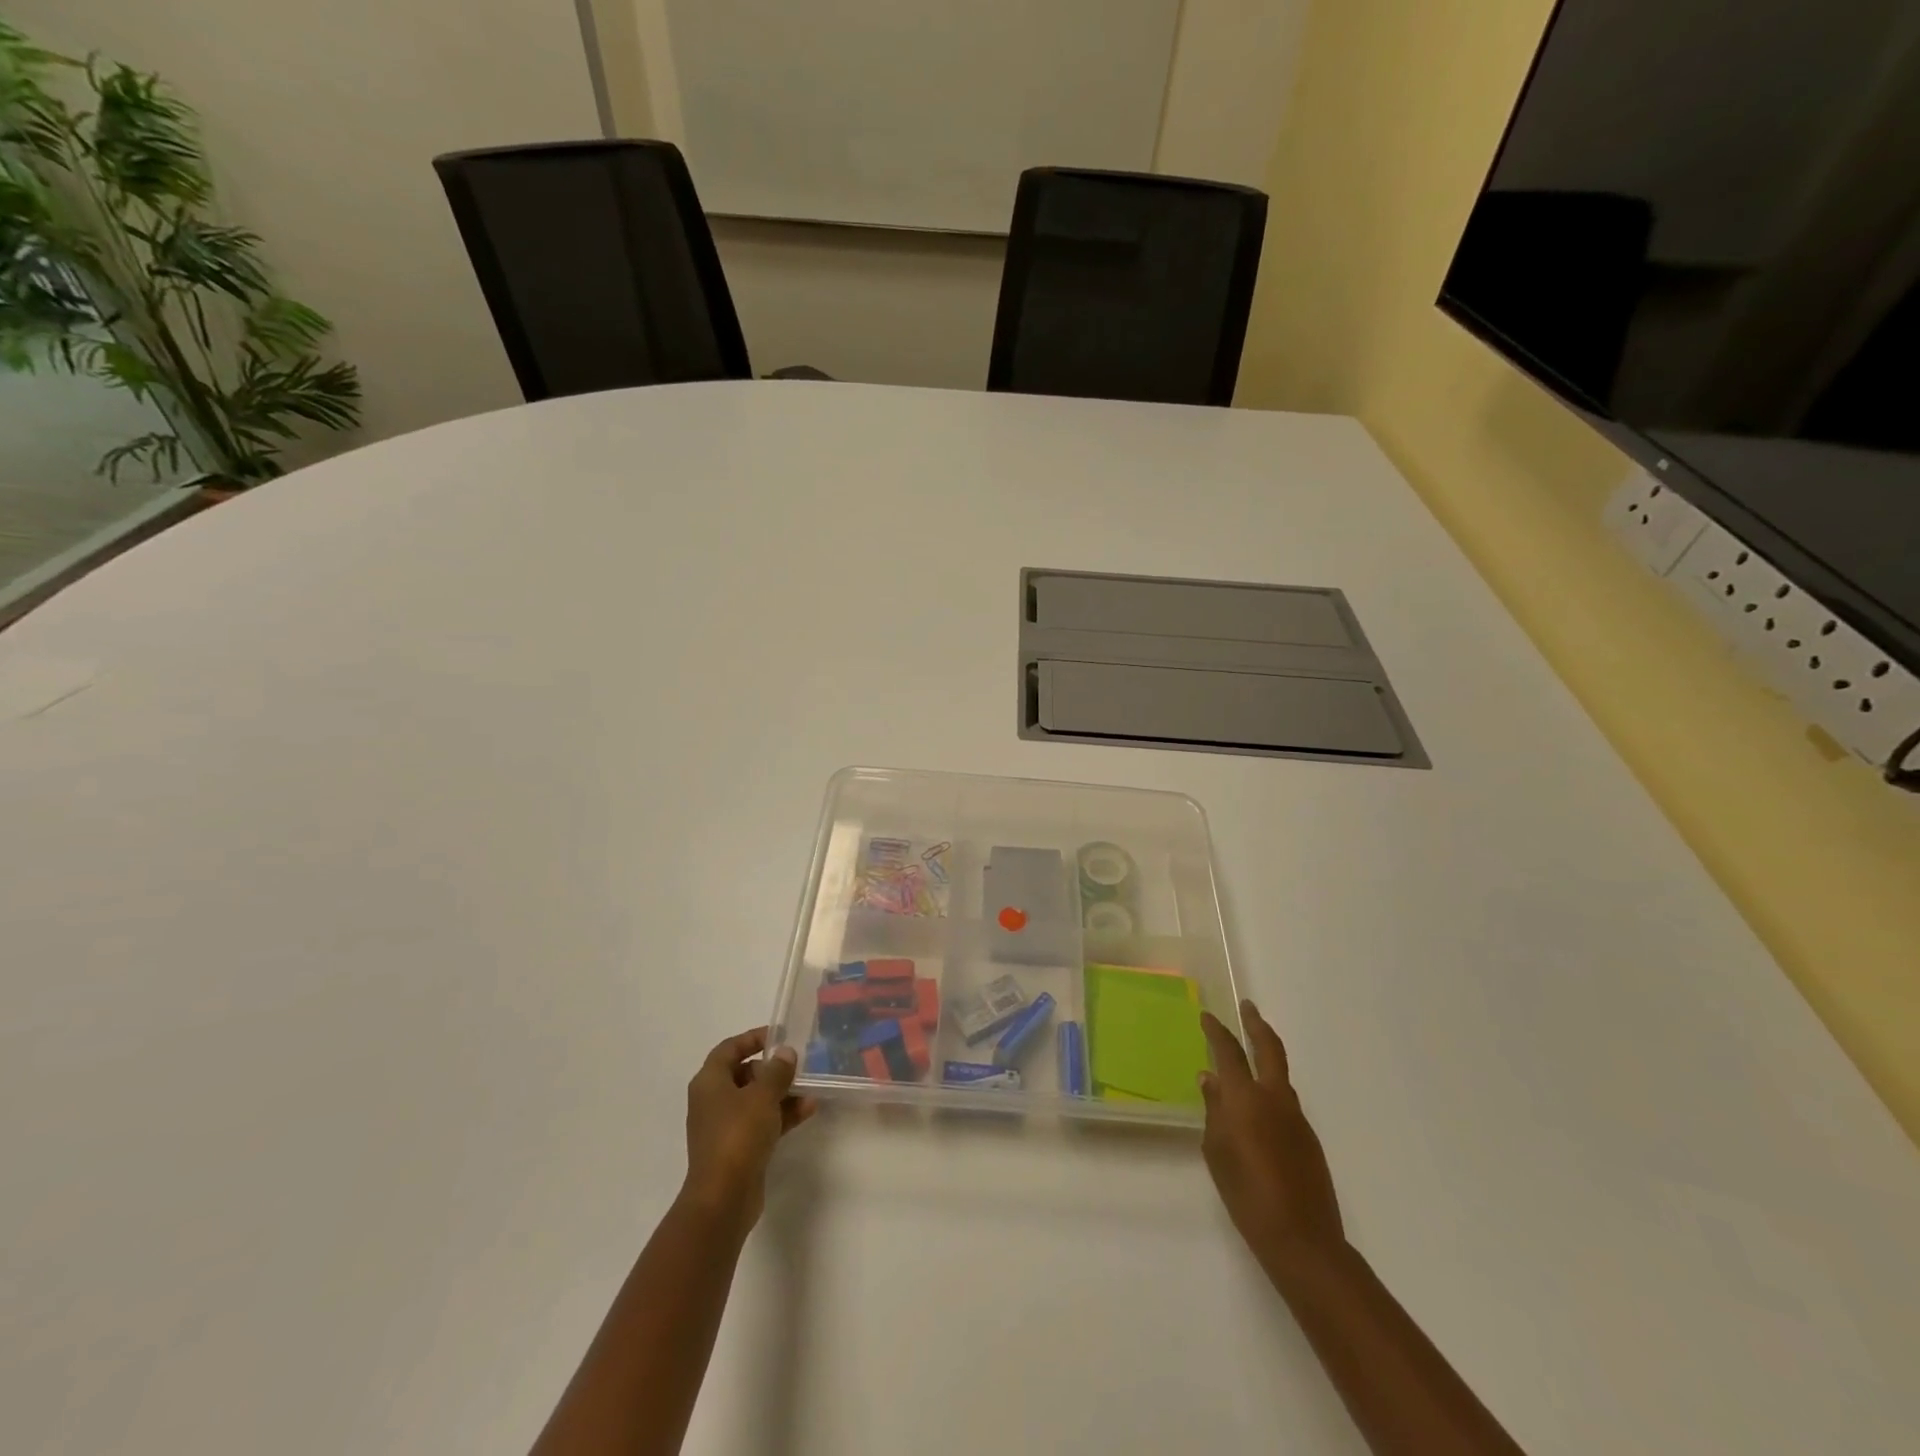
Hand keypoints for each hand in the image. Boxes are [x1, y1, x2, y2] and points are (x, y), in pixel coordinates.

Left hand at [682, 1027, 817, 1231]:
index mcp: (709, 1082)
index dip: (752, 1038)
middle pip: (743, 1074)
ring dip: (782, 1093)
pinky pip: (761, 1122)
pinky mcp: (737, 1149)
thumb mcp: (763, 1095)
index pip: (729, 1048)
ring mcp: (724, 1127)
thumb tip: (785, 1053)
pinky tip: (808, 1110)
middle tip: (797, 1064)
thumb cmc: (738, 1135)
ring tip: (810, 1088)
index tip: (779, 1036)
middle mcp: (713, 1101)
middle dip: (772, 1069)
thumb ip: (777, 1070)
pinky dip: (781, 1115)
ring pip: (755, 1100)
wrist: (724, 1198)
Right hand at [1200, 1000, 1344, 1270]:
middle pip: (1269, 1048)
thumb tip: (1210, 1080)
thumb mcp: (1217, 1152)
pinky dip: (1270, 1091)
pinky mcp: (1308, 1138)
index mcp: (1246, 1098)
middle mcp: (1274, 1098)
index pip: (1229, 1052)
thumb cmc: (1247, 1195)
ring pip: (1280, 1075)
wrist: (1303, 1239)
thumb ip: (1214, 1111)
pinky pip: (1285, 1101)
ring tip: (1248, 1057)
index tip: (1206, 1016)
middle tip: (1248, 1007)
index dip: (1216, 1031)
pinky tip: (1258, 1110)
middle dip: (1256, 1024)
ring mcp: (1296, 1117)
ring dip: (1266, 1057)